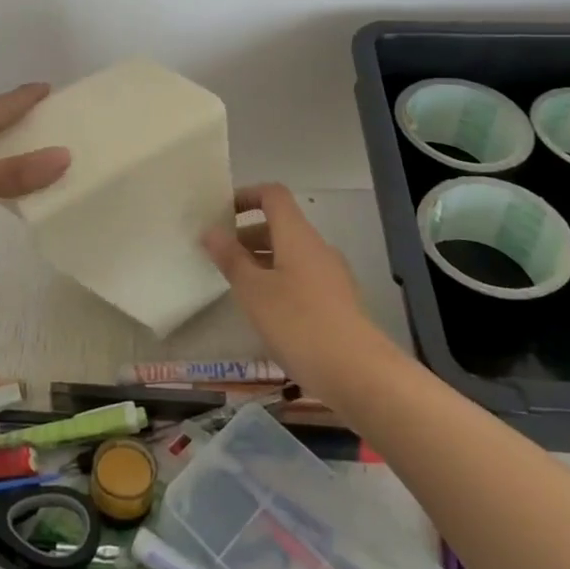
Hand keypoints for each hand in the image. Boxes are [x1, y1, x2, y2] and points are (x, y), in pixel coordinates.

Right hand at [202, 183, 384, 402]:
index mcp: (297, 235)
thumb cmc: (299, 323)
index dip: (246, 196)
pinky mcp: (337, 302)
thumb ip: (231, 258)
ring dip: (261, 262)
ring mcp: (331, 275)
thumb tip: (211, 231)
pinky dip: (278, 282)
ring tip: (236, 287)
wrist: (358, 373)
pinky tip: (265, 313)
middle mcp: (317, 248)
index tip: (220, 213)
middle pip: (280, 226)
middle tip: (218, 256)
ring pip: (290, 255)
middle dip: (247, 236)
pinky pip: (301, 278)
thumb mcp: (254, 291)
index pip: (273, 195)